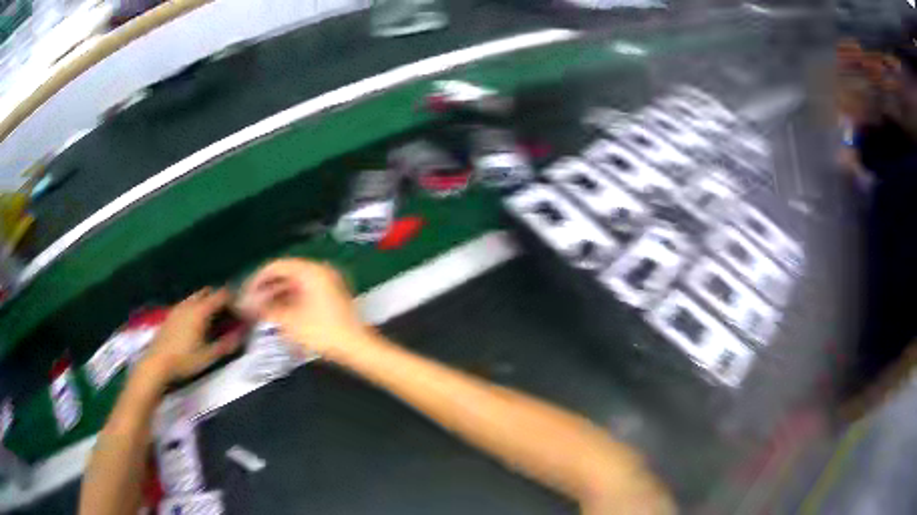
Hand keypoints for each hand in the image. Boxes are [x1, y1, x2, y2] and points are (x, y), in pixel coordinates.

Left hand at [141, 288, 243, 383]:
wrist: (157, 363)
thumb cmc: (185, 360)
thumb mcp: (208, 356)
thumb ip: (226, 345)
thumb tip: (241, 336)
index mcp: (200, 311)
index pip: (221, 295)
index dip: (232, 299)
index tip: (239, 308)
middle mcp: (189, 304)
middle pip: (207, 292)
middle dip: (218, 299)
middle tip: (226, 313)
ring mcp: (178, 308)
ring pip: (195, 297)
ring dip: (205, 303)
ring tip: (211, 320)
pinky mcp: (170, 314)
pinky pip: (186, 304)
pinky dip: (194, 308)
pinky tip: (194, 325)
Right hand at [238, 259, 370, 360]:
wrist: (357, 347)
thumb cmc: (323, 332)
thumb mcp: (290, 321)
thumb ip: (266, 309)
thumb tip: (247, 304)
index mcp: (310, 270)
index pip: (276, 266)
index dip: (257, 279)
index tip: (245, 294)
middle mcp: (319, 271)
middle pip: (285, 273)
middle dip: (266, 289)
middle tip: (251, 304)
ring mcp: (327, 282)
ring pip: (294, 284)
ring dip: (277, 296)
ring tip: (262, 311)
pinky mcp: (330, 295)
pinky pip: (304, 291)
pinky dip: (290, 300)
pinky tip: (279, 314)